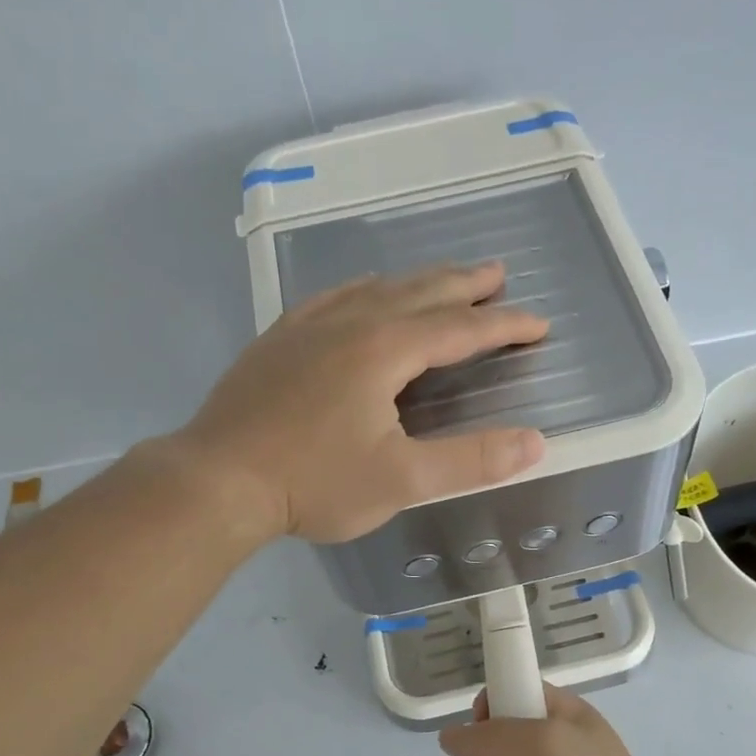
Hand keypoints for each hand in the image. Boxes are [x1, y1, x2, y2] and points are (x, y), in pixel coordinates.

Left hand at [178, 262, 548, 543]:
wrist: (217, 480)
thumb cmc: (314, 482)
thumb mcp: (403, 480)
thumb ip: (471, 460)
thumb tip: (535, 443)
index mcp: (384, 349)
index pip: (460, 328)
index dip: (504, 326)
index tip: (538, 323)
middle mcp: (350, 323)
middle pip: (419, 293)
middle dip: (464, 284)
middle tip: (497, 273)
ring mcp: (308, 327)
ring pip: (376, 289)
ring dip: (417, 282)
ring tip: (443, 279)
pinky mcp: (279, 340)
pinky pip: (333, 297)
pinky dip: (364, 289)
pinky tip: (363, 290)